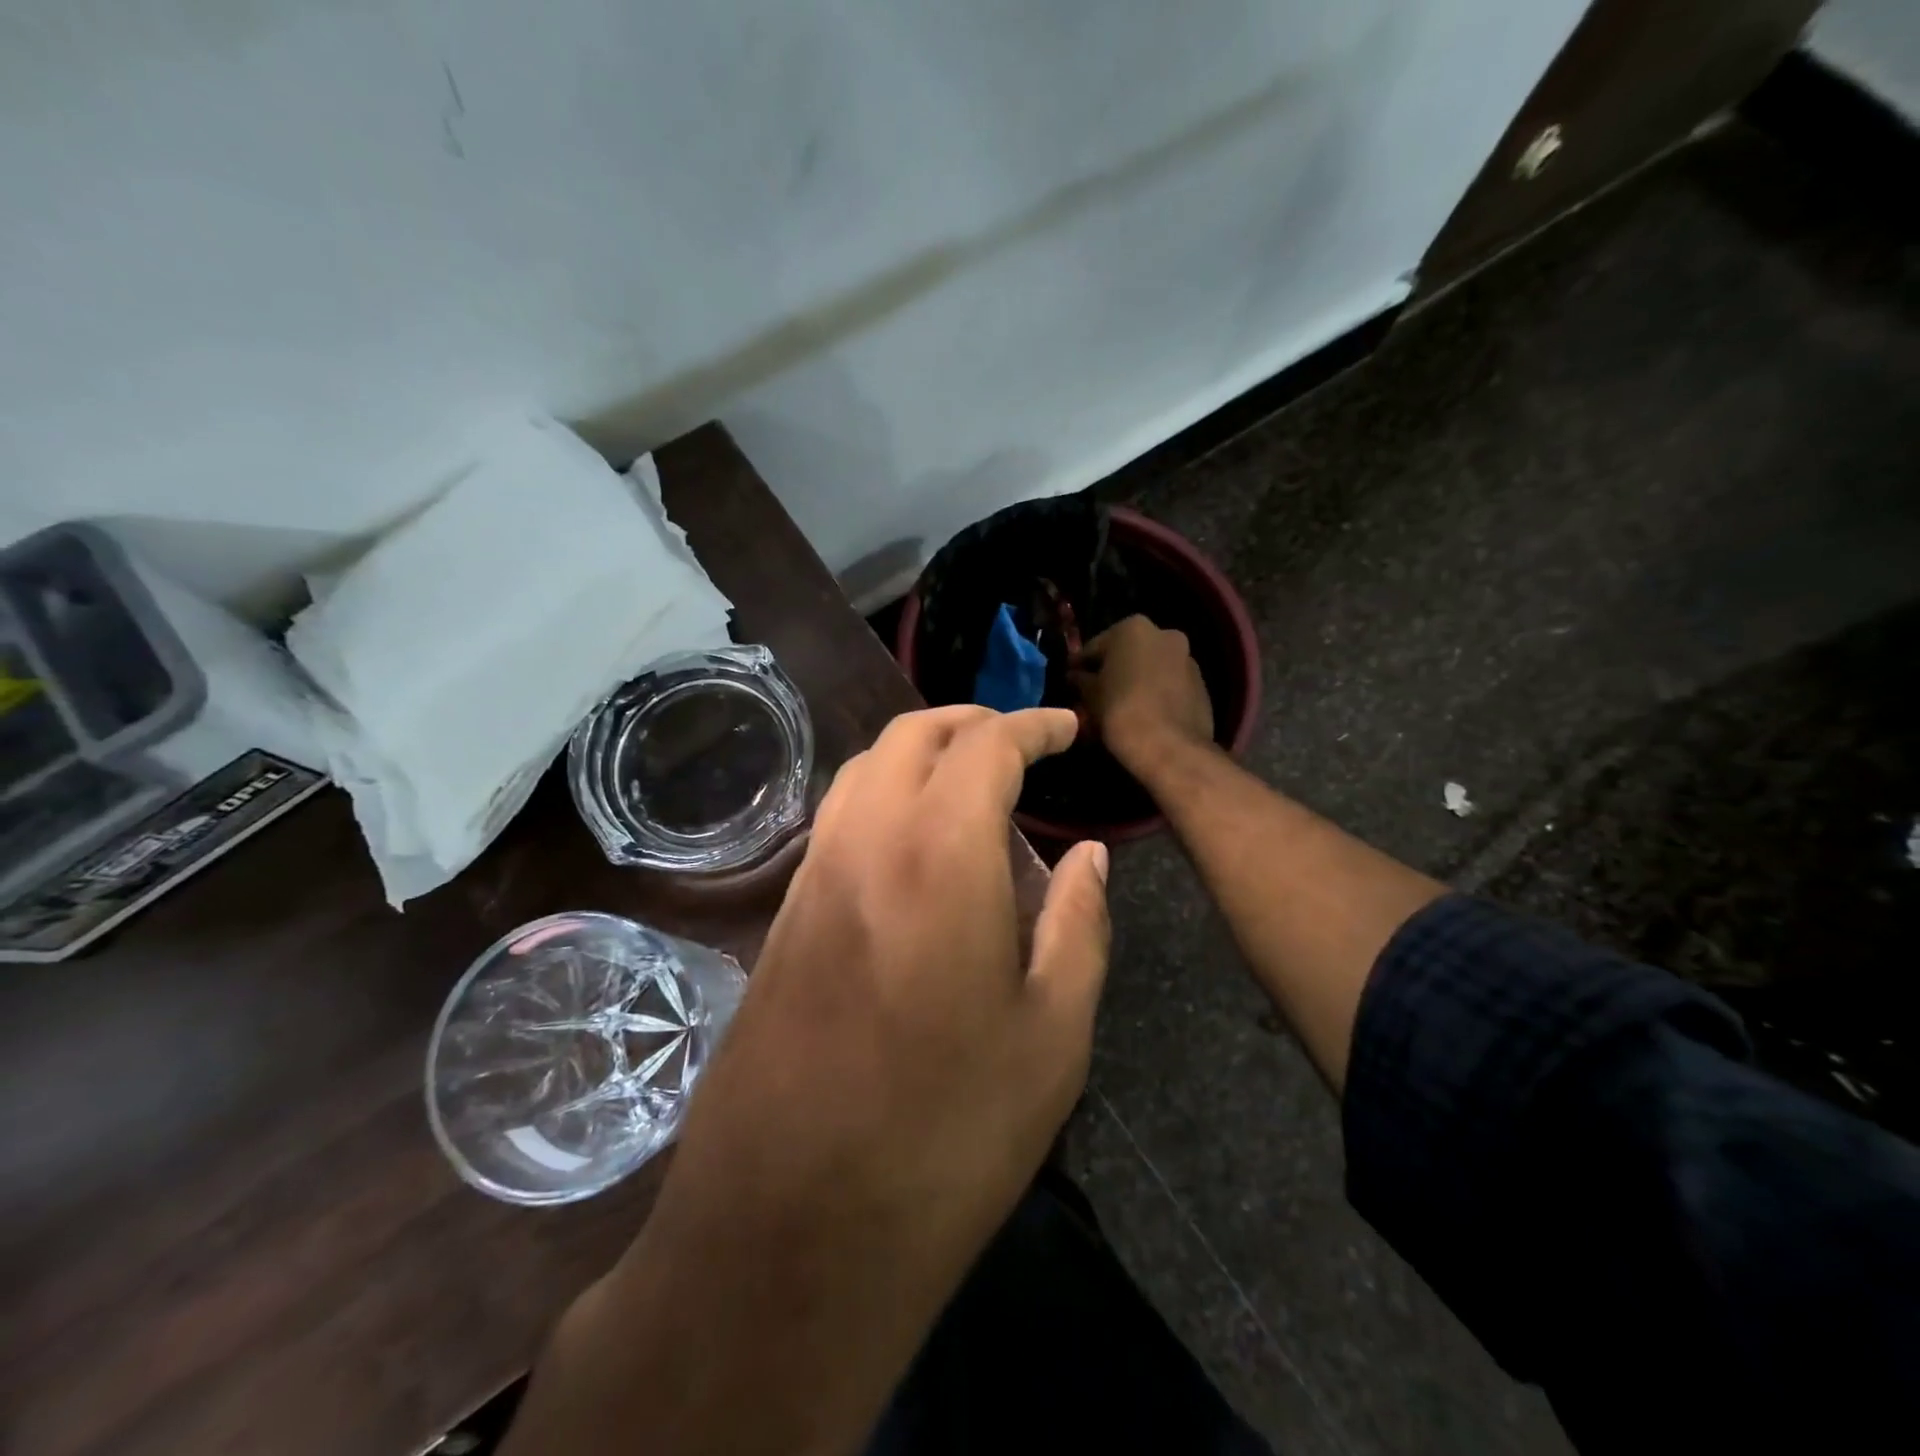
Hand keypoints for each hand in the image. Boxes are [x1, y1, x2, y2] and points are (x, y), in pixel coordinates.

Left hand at [593, 706, 1110, 1450]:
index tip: (1066, 730)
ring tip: (970, 782)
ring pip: (863, 769)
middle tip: (1019, 742)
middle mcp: (864, 840)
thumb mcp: (1052, 1034)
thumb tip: (1090, 857)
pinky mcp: (783, 916)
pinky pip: (837, 820)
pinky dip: (882, 796)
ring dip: (919, 753)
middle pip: (911, 736)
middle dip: (970, 722)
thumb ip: (1078, 924)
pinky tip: (915, 843)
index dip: (1032, 726)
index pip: (986, 746)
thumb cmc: (946, 1135)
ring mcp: (812, 876)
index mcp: (938, 853)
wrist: (786, 1228)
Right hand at [1074, 615, 1214, 769]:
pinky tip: (1144, 713)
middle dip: (1113, 670)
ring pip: (1152, 667)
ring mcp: (1187, 658)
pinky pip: (1170, 684)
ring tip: (1121, 706)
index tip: (1071, 681)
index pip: (1096, 646)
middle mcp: (1165, 634)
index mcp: (1133, 628)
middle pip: (1128, 652)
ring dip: (1137, 680)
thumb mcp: (1090, 695)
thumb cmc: (1122, 711)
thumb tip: (1075, 676)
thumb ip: (1080, 680)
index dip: (1081, 665)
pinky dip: (1156, 692)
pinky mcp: (1202, 684)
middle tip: (1095, 694)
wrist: (1170, 747)